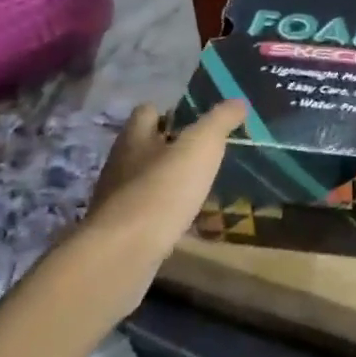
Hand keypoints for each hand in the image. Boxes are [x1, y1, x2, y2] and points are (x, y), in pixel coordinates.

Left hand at [65, 99, 244, 320]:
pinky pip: (147, 213)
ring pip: (146, 181)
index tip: (198, 120)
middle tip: (206, 153)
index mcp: (134, 138)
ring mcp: (117, 200)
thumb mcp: (201, 146)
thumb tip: (238, 101)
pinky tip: (187, 220)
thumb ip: (220, 121)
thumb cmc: (162, 190)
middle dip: (171, 148)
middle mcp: (120, 164)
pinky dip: (166, 213)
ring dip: (169, 182)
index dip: (171, 112)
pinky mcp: (120, 232)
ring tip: (201, 187)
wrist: (122, 255)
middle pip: (145, 146)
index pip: (147, 111)